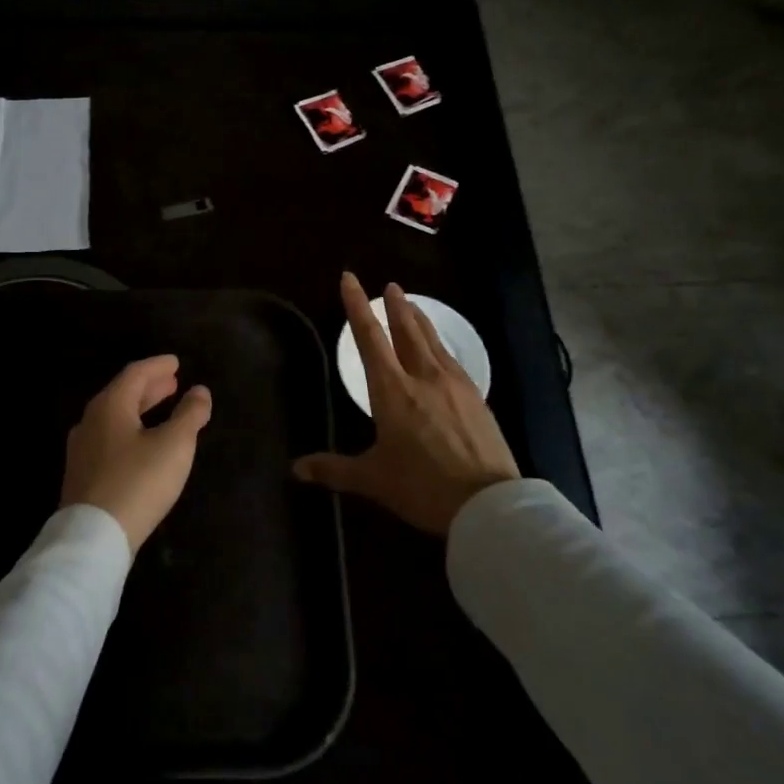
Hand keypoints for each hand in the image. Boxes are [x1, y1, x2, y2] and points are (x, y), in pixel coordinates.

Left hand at [61, 355, 212, 550]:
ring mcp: (82, 450)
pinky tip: (141, 444)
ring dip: (139, 409)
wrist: (93, 536)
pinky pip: (109, 439)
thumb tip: (200, 391)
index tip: (176, 362)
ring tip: (161, 408)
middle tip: (172, 383)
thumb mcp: (174, 445)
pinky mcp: (82, 475)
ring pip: (114, 418)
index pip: (135, 374)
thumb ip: (190, 414)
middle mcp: (90, 421)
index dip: (157, 366)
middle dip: (149, 387)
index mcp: (110, 406)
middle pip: (121, 395)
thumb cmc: (138, 482)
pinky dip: (130, 430)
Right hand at [293, 273, 519, 534]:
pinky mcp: (477, 398)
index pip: (370, 338)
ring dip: (420, 320)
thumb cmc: (422, 487)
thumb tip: (296, 469)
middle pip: (406, 331)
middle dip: (395, 307)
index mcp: (392, 390)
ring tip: (412, 306)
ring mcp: (454, 385)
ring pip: (433, 341)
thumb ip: (333, 469)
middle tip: (390, 286)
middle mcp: (423, 377)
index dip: (357, 306)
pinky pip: (453, 360)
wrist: (488, 504)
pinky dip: (440, 345)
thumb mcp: (372, 479)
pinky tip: (442, 351)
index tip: (350, 279)